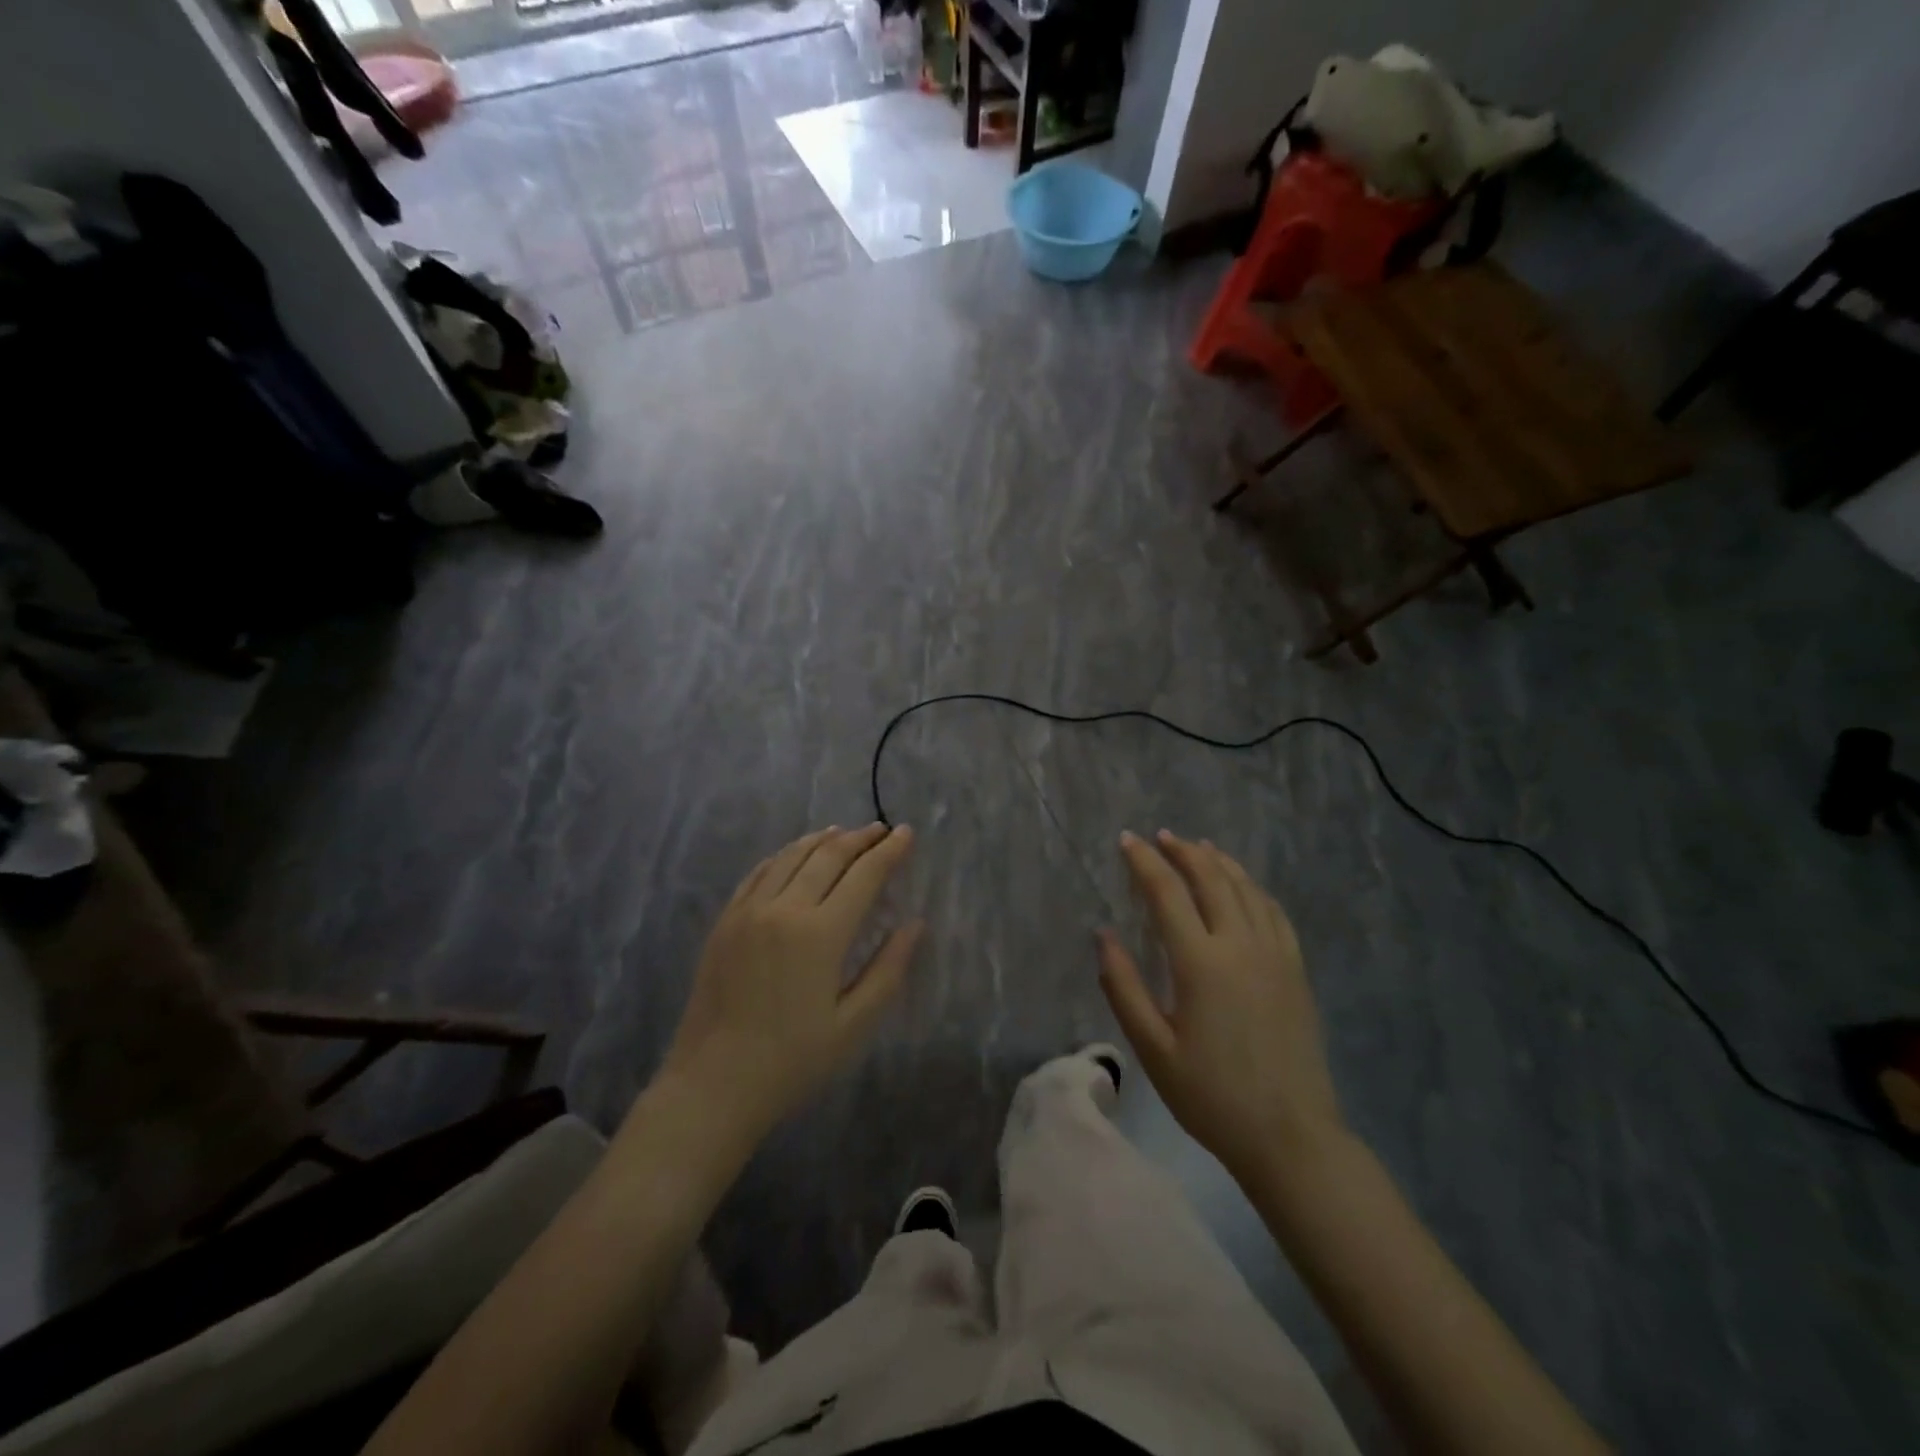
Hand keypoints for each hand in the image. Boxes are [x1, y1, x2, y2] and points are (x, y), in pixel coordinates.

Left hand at [662, 824, 922, 1141]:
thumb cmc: (792, 1061)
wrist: (713, 1084)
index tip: (907, 833)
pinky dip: (784, 855)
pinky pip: (759, 872)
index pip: (864, 876)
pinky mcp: (726, 920)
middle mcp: (785, 909)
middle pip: (828, 856)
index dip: (889, 851)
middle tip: (881, 829)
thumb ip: (888, 969)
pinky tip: (794, 854)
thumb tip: (914, 925)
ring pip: (791, 856)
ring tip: (843, 833)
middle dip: (860, 838)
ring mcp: (749, 911)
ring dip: (822, 840)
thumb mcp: (854, 1025)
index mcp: (821, 934)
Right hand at [1097, 830, 1344, 1178]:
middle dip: (1183, 851)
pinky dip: (1253, 887)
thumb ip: (1123, 987)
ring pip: (1246, 888)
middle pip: (1211, 879)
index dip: (1145, 862)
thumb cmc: (1211, 1096)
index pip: (1167, 893)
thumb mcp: (1153, 1049)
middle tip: (1161, 837)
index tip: (1127, 840)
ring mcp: (1275, 955)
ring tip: (1199, 847)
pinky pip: (1274, 911)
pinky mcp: (1296, 970)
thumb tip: (1103, 934)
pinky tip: (1244, 886)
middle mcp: (1240, 945)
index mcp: (1201, 962)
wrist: (1290, 1136)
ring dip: (1219, 862)